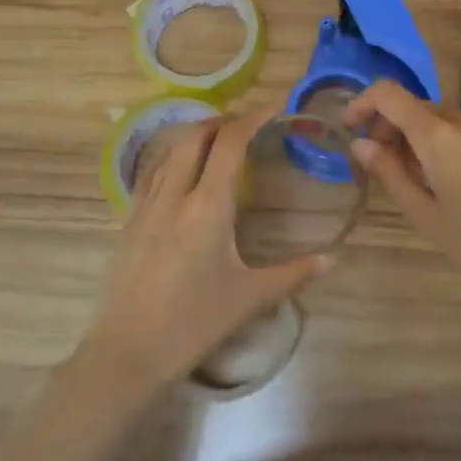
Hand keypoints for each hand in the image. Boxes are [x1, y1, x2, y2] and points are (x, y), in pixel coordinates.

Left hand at [79, 105, 331, 389]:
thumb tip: (333, 259)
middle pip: (194, 138)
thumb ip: (293, 273)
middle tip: (245, 123)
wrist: (127, 353)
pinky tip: (178, 173)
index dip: (251, 118)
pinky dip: (171, 158)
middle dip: (221, 121)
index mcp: (207, 207)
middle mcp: (174, 196)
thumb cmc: (193, 323)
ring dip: (193, 136)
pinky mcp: (128, 223)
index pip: (229, 145)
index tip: (273, 107)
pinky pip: (150, 175)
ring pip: (168, 153)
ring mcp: (145, 208)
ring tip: (215, 139)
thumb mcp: (249, 297)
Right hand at [344, 80, 460, 303]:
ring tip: (423, 182)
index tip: (351, 128)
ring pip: (445, 121)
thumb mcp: (425, 215)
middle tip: (385, 168)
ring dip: (423, 139)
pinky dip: (452, 145)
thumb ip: (390, 173)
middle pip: (417, 108)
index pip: (389, 94)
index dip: (363, 103)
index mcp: (439, 137)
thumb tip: (360, 144)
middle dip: (392, 129)